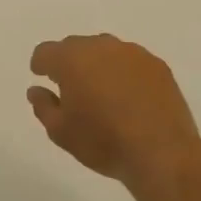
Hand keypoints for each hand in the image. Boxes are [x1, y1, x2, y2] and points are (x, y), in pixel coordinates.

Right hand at [27, 34, 200, 188]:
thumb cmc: (103, 142)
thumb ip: (43, 106)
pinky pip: (131, 61)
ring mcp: (132, 53)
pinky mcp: (157, 65)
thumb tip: (37, 90)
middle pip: (75, 46)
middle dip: (69, 63)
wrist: (163, 153)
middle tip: (72, 89)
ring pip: (105, 50)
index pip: (46, 51)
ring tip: (102, 92)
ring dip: (98, 65)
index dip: (41, 65)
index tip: (42, 78)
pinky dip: (124, 72)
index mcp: (71, 60)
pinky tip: (129, 96)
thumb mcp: (60, 132)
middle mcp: (100, 47)